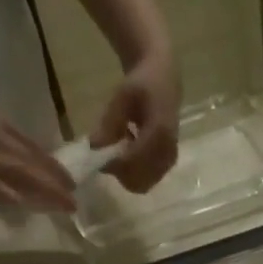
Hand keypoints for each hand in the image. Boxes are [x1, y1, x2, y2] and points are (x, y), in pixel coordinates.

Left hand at [91, 49, 180, 192]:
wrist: (164, 80)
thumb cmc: (142, 84)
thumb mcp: (122, 96)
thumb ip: (109, 122)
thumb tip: (93, 146)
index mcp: (159, 132)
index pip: (133, 161)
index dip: (113, 164)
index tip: (98, 155)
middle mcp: (167, 152)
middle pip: (138, 180)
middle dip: (119, 173)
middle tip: (108, 154)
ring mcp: (169, 161)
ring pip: (142, 184)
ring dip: (126, 173)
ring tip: (120, 148)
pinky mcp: (167, 165)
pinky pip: (146, 180)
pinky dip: (133, 171)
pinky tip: (130, 151)